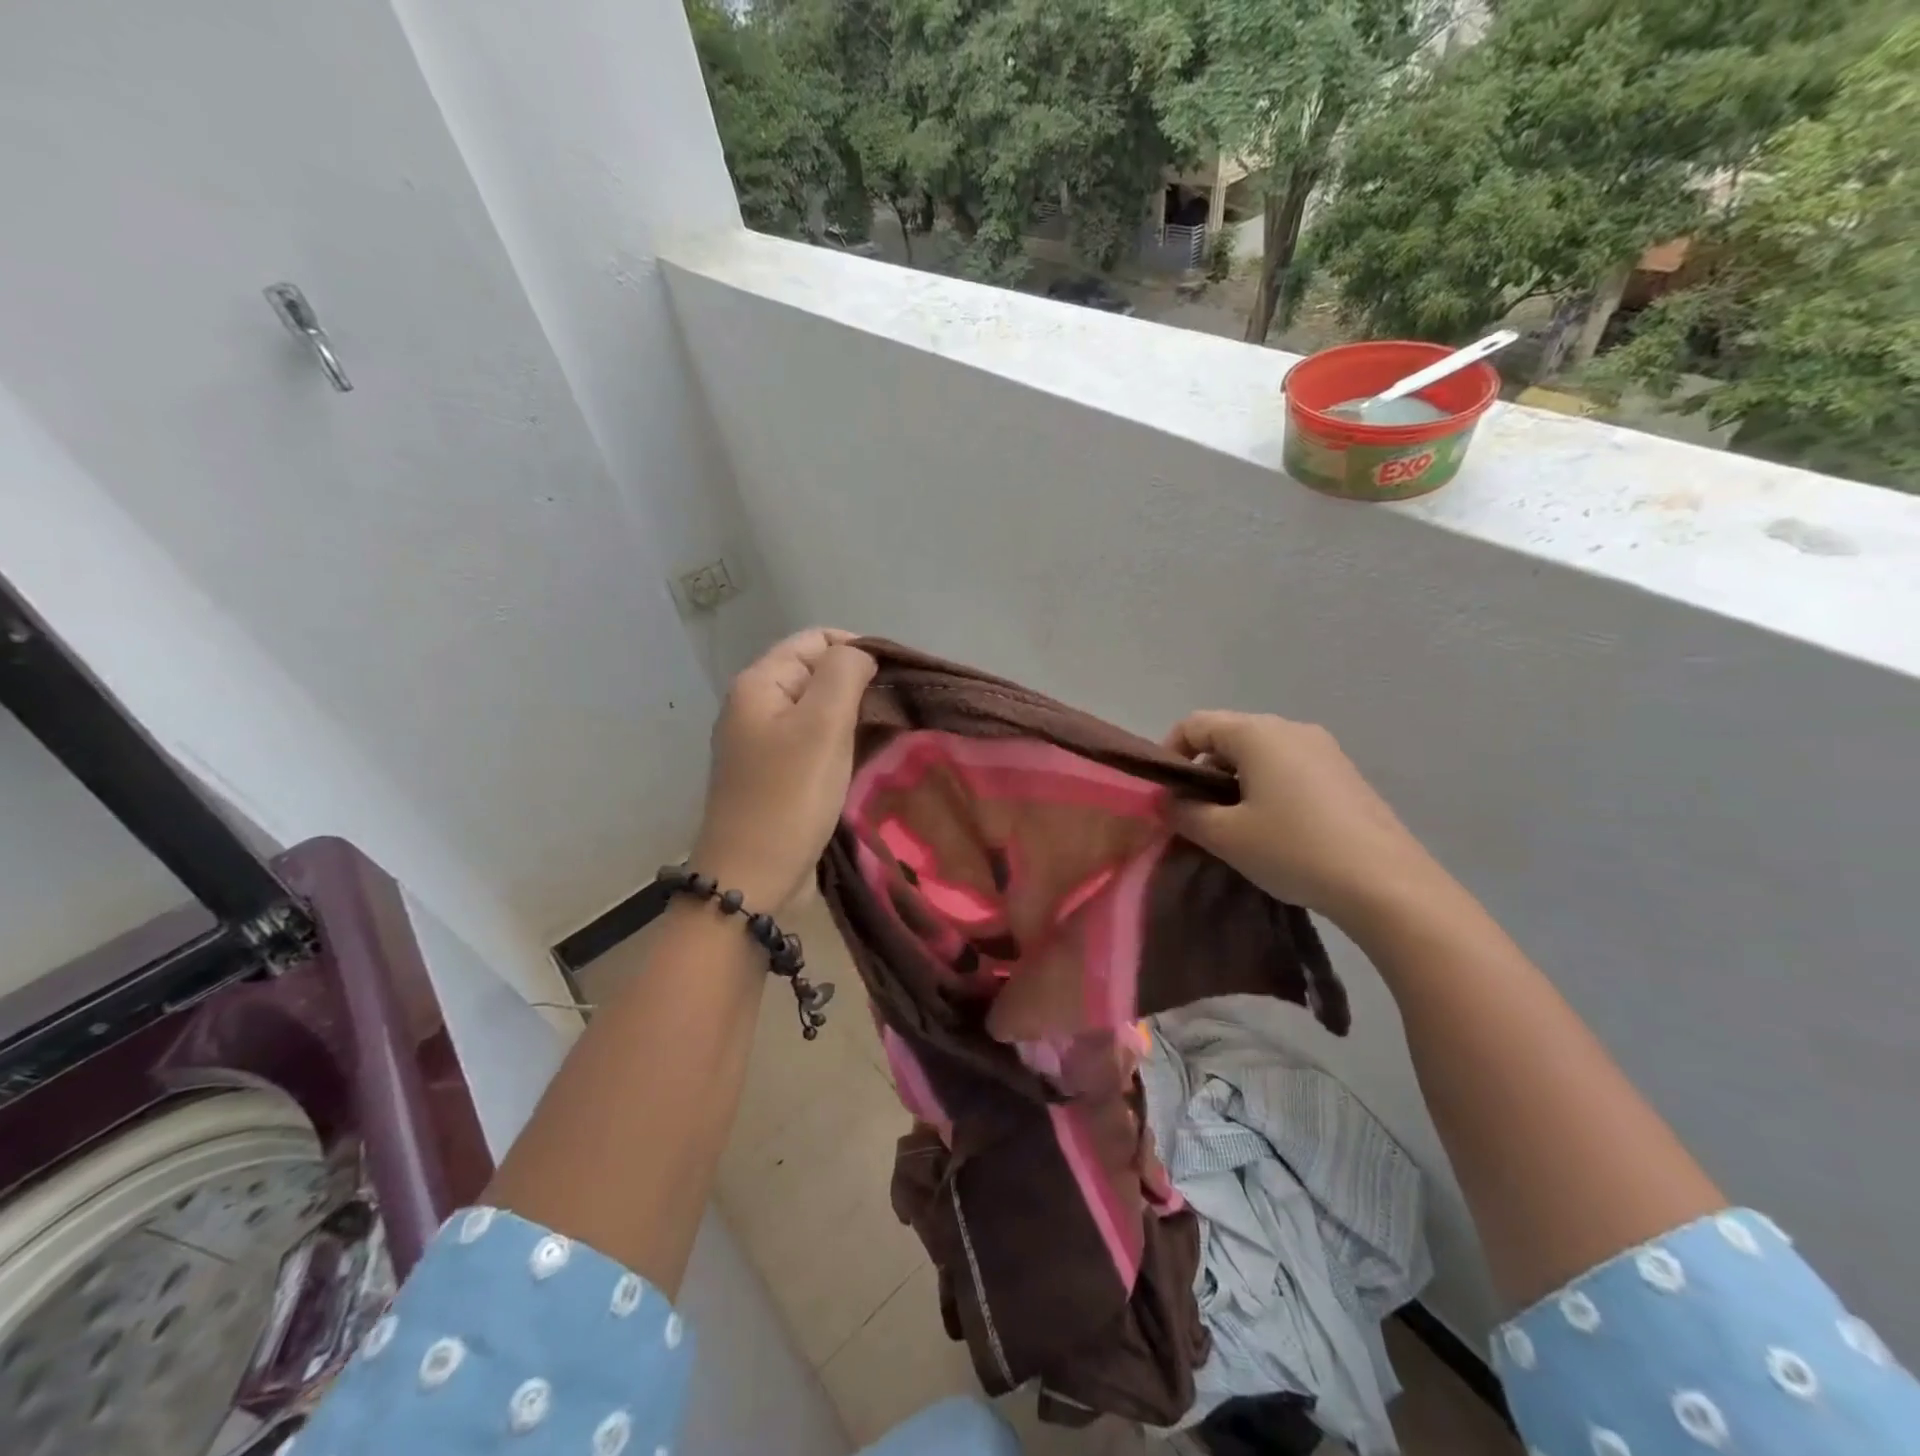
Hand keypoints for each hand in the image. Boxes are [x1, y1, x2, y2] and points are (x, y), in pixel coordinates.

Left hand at [689, 628, 875, 910]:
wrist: (751, 879)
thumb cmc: (789, 797)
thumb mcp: (822, 726)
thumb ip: (844, 674)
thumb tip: (862, 654)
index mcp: (759, 683)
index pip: (816, 639)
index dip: (859, 650)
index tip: (894, 682)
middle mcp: (755, 705)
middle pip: (817, 673)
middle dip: (859, 686)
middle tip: (897, 713)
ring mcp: (763, 743)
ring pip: (819, 711)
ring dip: (854, 718)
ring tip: (888, 736)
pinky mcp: (775, 775)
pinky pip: (814, 743)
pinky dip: (841, 745)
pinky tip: (865, 760)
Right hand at [1164, 710, 1450, 929]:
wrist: (1386, 884)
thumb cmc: (1294, 850)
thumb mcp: (1225, 836)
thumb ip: (1184, 812)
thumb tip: (1167, 800)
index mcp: (1258, 733)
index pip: (1195, 724)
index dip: (1169, 754)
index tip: (1165, 794)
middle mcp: (1292, 728)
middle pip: (1228, 736)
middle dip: (1203, 772)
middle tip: (1195, 816)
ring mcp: (1324, 750)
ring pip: (1260, 754)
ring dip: (1235, 782)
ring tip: (1234, 827)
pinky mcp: (1345, 775)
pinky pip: (1290, 769)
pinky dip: (1267, 789)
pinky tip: (1275, 830)